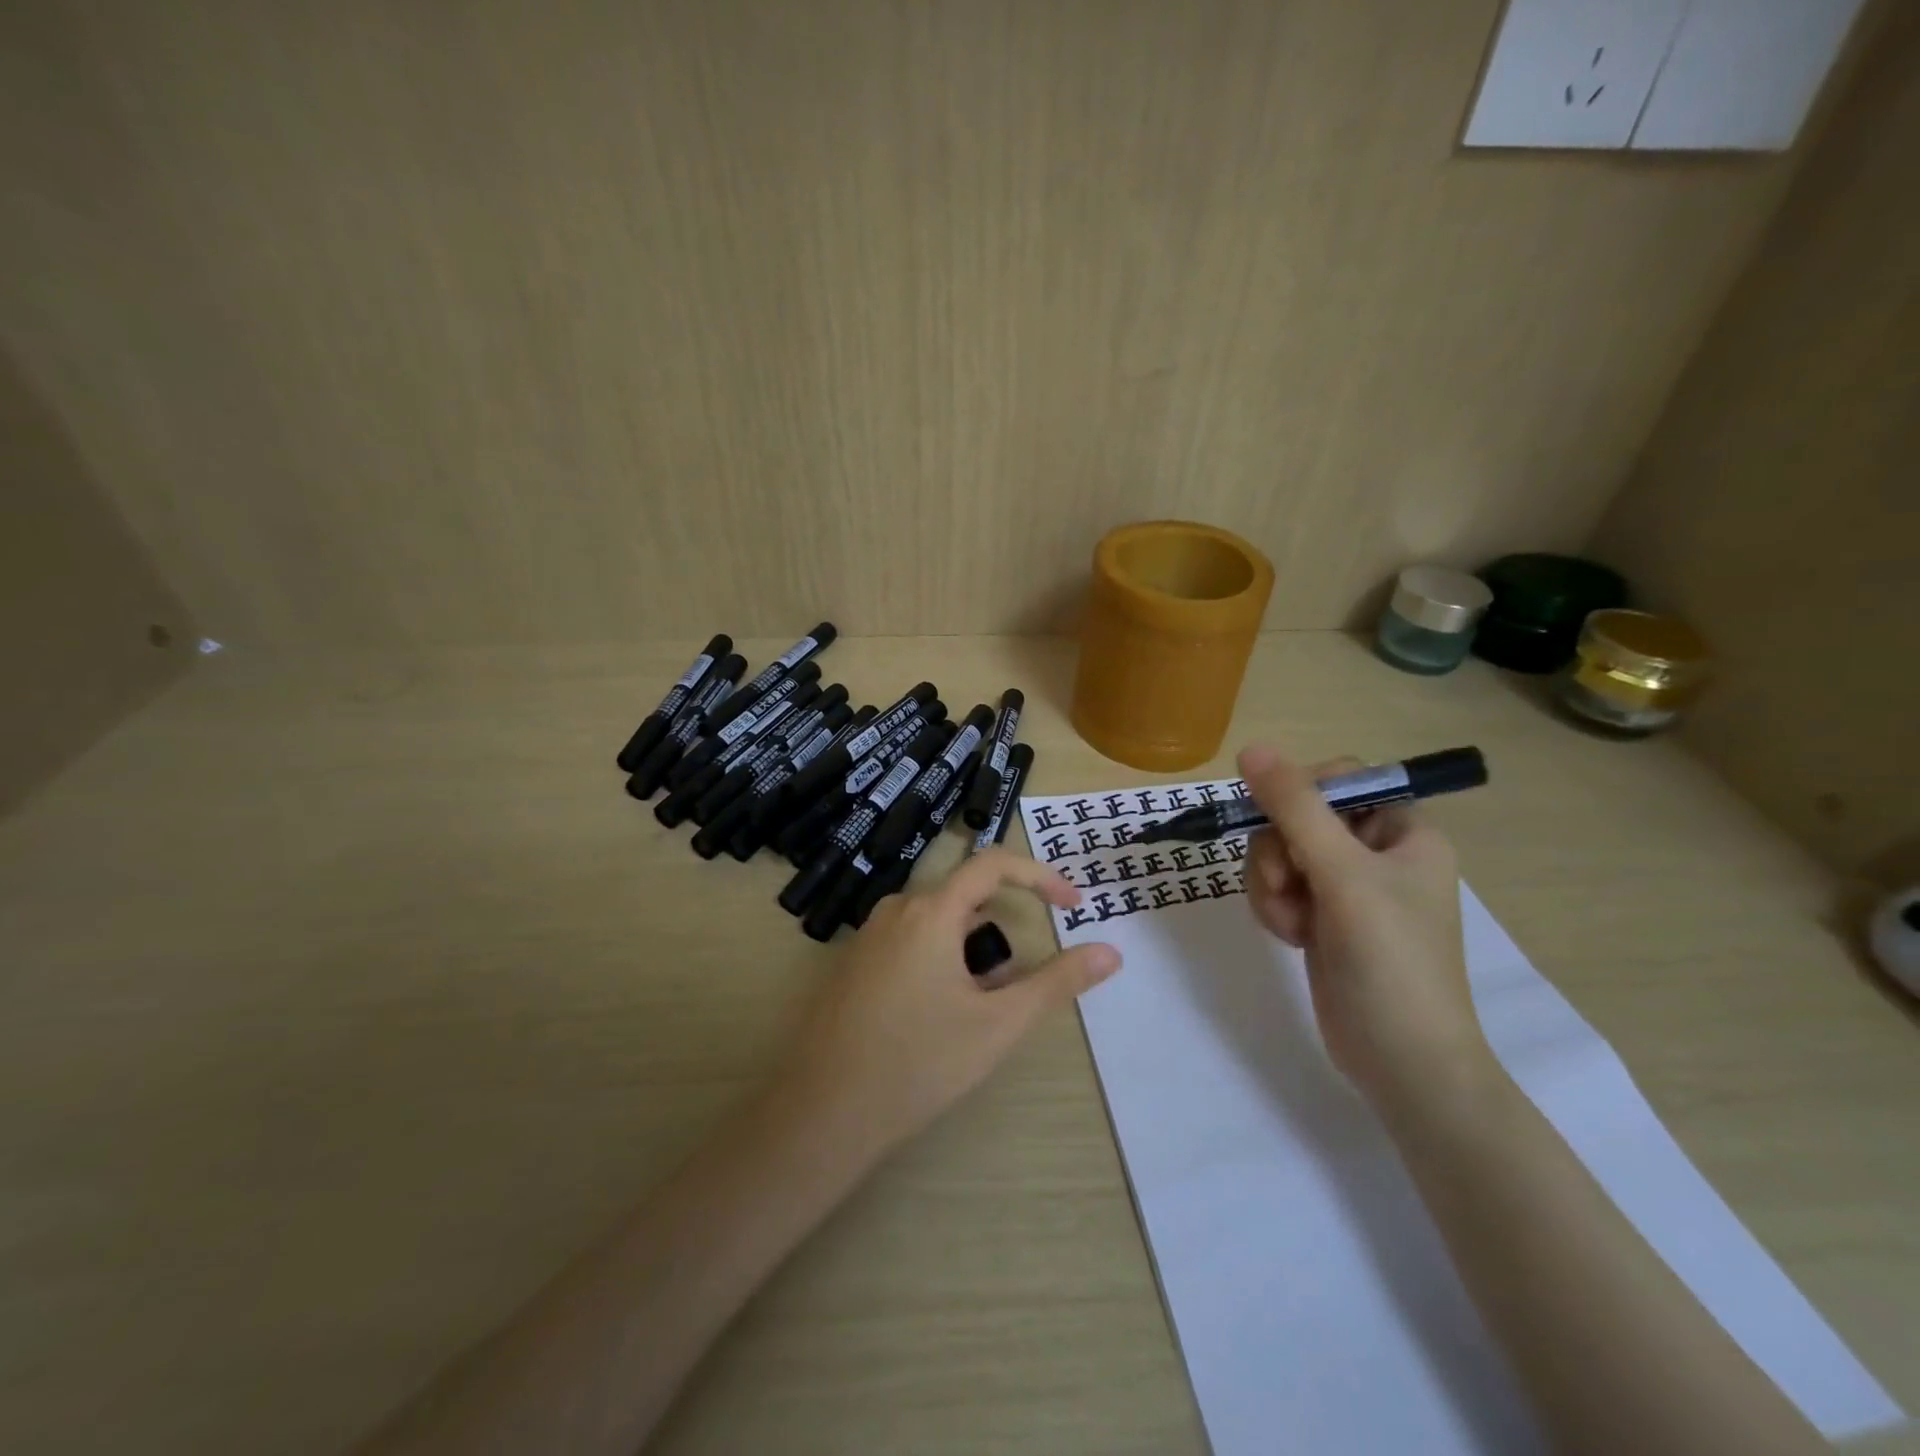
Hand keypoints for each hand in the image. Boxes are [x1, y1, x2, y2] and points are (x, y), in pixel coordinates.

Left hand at [773, 849, 1122, 1159]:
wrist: (823, 1113)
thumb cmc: (918, 1064)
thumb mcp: (998, 1024)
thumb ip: (1057, 983)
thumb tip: (1110, 952)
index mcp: (930, 912)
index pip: (993, 864)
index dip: (1039, 876)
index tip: (1073, 904)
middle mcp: (896, 910)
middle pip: (965, 897)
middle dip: (1001, 929)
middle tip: (1016, 983)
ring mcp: (868, 936)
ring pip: (937, 922)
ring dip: (970, 950)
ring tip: (977, 1008)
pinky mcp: (853, 963)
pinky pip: (910, 941)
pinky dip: (940, 960)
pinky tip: (936, 1014)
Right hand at [1238, 743, 1492, 1111]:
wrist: (1402, 1063)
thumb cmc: (1390, 962)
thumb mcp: (1341, 875)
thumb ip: (1295, 809)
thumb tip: (1251, 748)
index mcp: (1403, 830)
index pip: (1338, 779)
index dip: (1300, 796)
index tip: (1282, 827)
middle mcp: (1376, 851)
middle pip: (1298, 816)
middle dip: (1280, 853)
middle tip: (1288, 888)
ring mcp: (1346, 886)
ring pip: (1279, 852)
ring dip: (1272, 885)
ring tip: (1291, 923)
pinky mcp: (1323, 916)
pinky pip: (1279, 886)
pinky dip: (1275, 907)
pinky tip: (1291, 937)